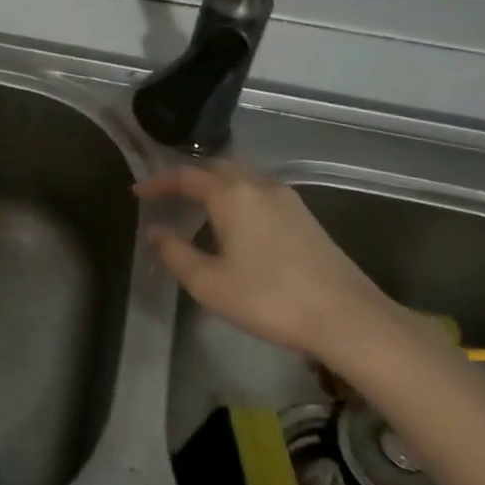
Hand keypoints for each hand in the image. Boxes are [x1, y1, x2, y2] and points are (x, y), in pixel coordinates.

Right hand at [135, 160, 393, 356]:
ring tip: (195, 205)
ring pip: (242, 178)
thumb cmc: (268, 299)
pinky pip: (259, 192)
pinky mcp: (304, 216)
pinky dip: (236, 196)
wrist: (345, 316)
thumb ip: (175, 253)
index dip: (158, 182)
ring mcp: (287, 199)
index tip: (138, 193)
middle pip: (217, 168)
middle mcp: (260, 186)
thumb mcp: (209, 283)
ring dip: (214, 184)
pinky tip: (233, 222)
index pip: (186, 176)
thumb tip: (156, 231)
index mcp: (232, 195)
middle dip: (188, 177)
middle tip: (166, 195)